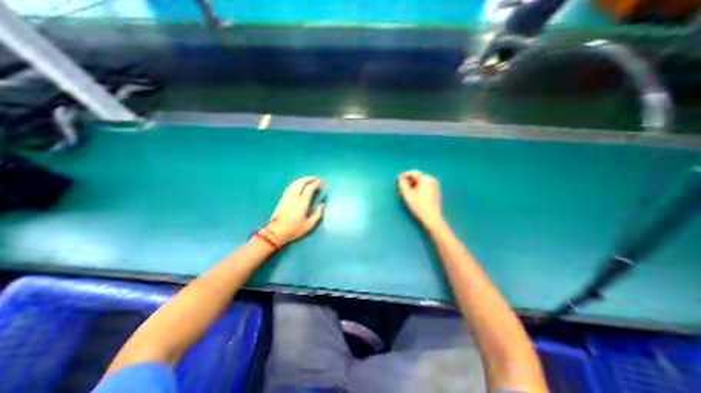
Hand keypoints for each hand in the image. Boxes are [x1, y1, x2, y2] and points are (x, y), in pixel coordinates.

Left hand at [262, 177, 326, 246]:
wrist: (275, 232)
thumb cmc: (293, 230)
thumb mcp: (309, 225)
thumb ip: (317, 214)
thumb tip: (322, 204)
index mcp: (301, 204)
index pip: (309, 189)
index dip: (316, 184)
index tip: (322, 182)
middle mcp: (294, 197)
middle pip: (301, 183)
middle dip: (310, 179)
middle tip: (316, 179)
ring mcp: (287, 197)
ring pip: (295, 183)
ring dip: (303, 179)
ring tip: (309, 179)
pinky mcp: (282, 198)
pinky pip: (290, 186)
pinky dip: (296, 183)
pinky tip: (299, 184)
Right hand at [393, 171, 442, 228]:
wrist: (431, 217)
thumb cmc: (418, 205)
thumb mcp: (407, 194)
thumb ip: (402, 183)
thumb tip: (400, 177)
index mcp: (425, 178)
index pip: (412, 172)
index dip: (404, 175)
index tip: (397, 180)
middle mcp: (431, 179)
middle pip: (417, 177)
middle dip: (408, 181)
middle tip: (400, 188)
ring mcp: (434, 185)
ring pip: (420, 181)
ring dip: (412, 185)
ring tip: (405, 193)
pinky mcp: (435, 190)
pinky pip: (424, 185)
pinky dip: (417, 188)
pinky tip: (412, 194)